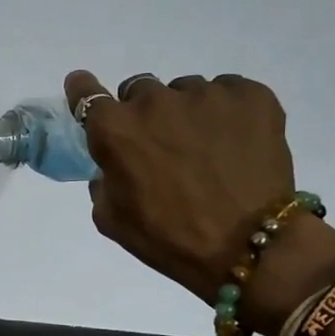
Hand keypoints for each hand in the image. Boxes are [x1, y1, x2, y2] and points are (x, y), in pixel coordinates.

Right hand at [63, 70, 334, 331]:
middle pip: (139, 90)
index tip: (85, 89)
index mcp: (115, 130)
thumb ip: (103, 180)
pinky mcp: (251, 95)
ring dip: (187, 113)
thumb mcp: (111, 218)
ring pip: (186, 92)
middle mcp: (155, 101)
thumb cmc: (167, 237)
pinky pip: (229, 91)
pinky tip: (234, 142)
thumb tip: (115, 165)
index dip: (83, 90)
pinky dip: (226, 111)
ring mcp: (206, 94)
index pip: (86, 93)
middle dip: (143, 113)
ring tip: (206, 149)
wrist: (248, 246)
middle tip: (160, 145)